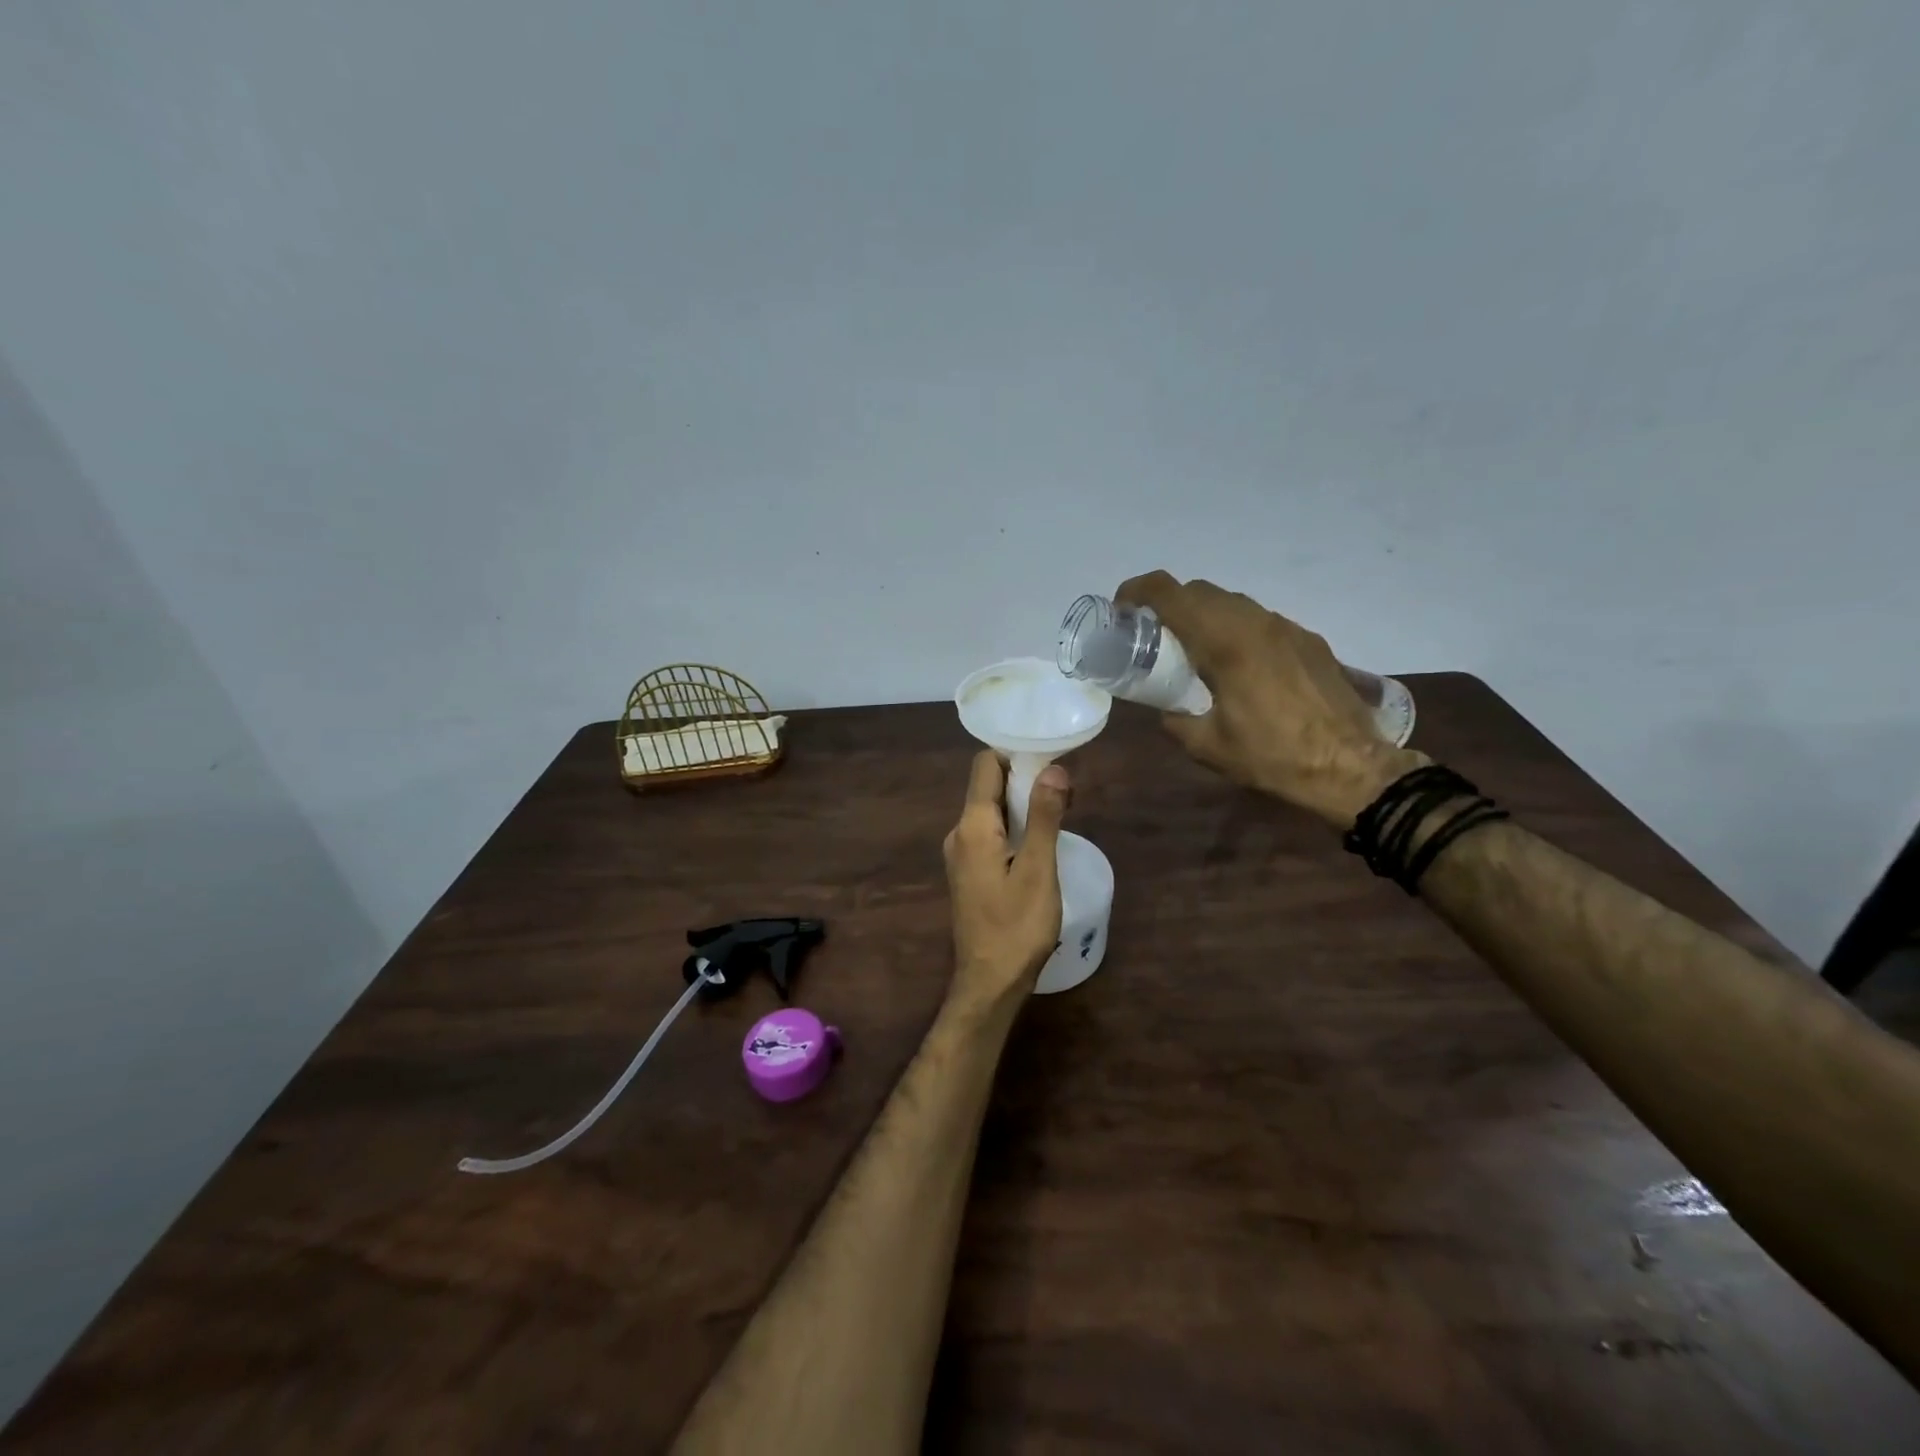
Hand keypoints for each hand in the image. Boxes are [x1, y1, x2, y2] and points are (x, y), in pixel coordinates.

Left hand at [943, 751, 1071, 1014]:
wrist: (989, 983)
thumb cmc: (1017, 927)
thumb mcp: (1039, 870)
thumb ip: (1045, 816)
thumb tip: (1054, 769)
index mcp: (972, 826)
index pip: (986, 765)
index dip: (1017, 756)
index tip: (1051, 762)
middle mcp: (959, 833)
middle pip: (988, 786)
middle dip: (1025, 780)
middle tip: (1065, 793)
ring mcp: (961, 854)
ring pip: (991, 811)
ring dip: (1022, 806)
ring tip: (1060, 816)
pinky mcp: (969, 872)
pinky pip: (990, 834)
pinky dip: (1014, 828)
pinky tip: (1039, 844)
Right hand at [1115, 571, 1425, 827]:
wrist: (1350, 767)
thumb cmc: (1272, 757)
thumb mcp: (1207, 746)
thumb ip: (1175, 719)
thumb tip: (1165, 709)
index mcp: (1224, 643)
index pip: (1170, 592)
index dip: (1137, 591)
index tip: (1122, 610)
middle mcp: (1254, 622)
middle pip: (1199, 590)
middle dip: (1169, 604)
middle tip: (1154, 636)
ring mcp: (1286, 628)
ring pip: (1232, 602)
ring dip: (1204, 615)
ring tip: (1195, 653)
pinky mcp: (1308, 640)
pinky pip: (1259, 621)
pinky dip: (1236, 630)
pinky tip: (1239, 668)